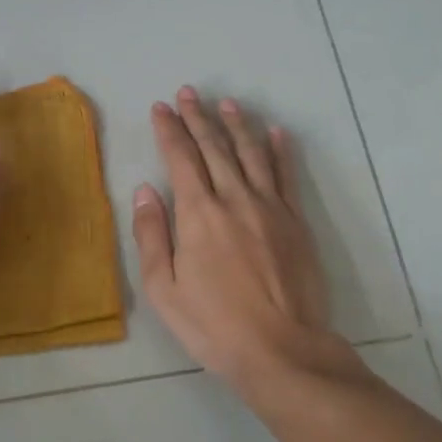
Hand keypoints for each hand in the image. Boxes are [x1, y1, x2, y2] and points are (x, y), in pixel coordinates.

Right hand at [132, 87, 344, 388]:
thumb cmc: (213, 325)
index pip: (180, 157)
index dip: (169, 129)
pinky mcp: (296, 221)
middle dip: (199, 117)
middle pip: (214, 147)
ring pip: (251, 153)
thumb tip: (145, 190)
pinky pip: (287, 175)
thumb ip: (152, 235)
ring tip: (227, 103)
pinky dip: (280, 150)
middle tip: (189, 92)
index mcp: (198, 213)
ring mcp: (270, 207)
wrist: (282, 349)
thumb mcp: (163, 289)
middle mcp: (234, 198)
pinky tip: (275, 132)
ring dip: (237, 125)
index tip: (161, 107)